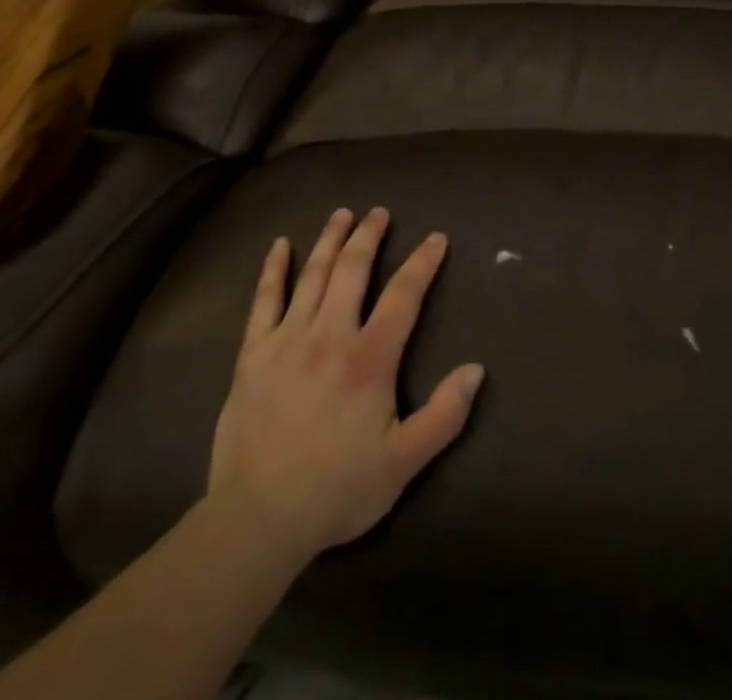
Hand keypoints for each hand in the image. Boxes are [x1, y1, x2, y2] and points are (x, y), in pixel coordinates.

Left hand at [208, 208, 483, 563]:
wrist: (258, 519)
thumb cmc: (337, 490)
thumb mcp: (403, 462)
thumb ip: (444, 415)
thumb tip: (477, 370)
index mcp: (369, 359)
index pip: (403, 295)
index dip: (422, 262)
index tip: (436, 238)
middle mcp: (330, 335)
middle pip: (353, 270)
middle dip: (369, 236)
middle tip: (379, 213)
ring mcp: (288, 339)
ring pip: (313, 275)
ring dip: (330, 240)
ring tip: (342, 214)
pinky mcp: (254, 353)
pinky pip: (264, 300)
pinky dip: (274, 269)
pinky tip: (280, 246)